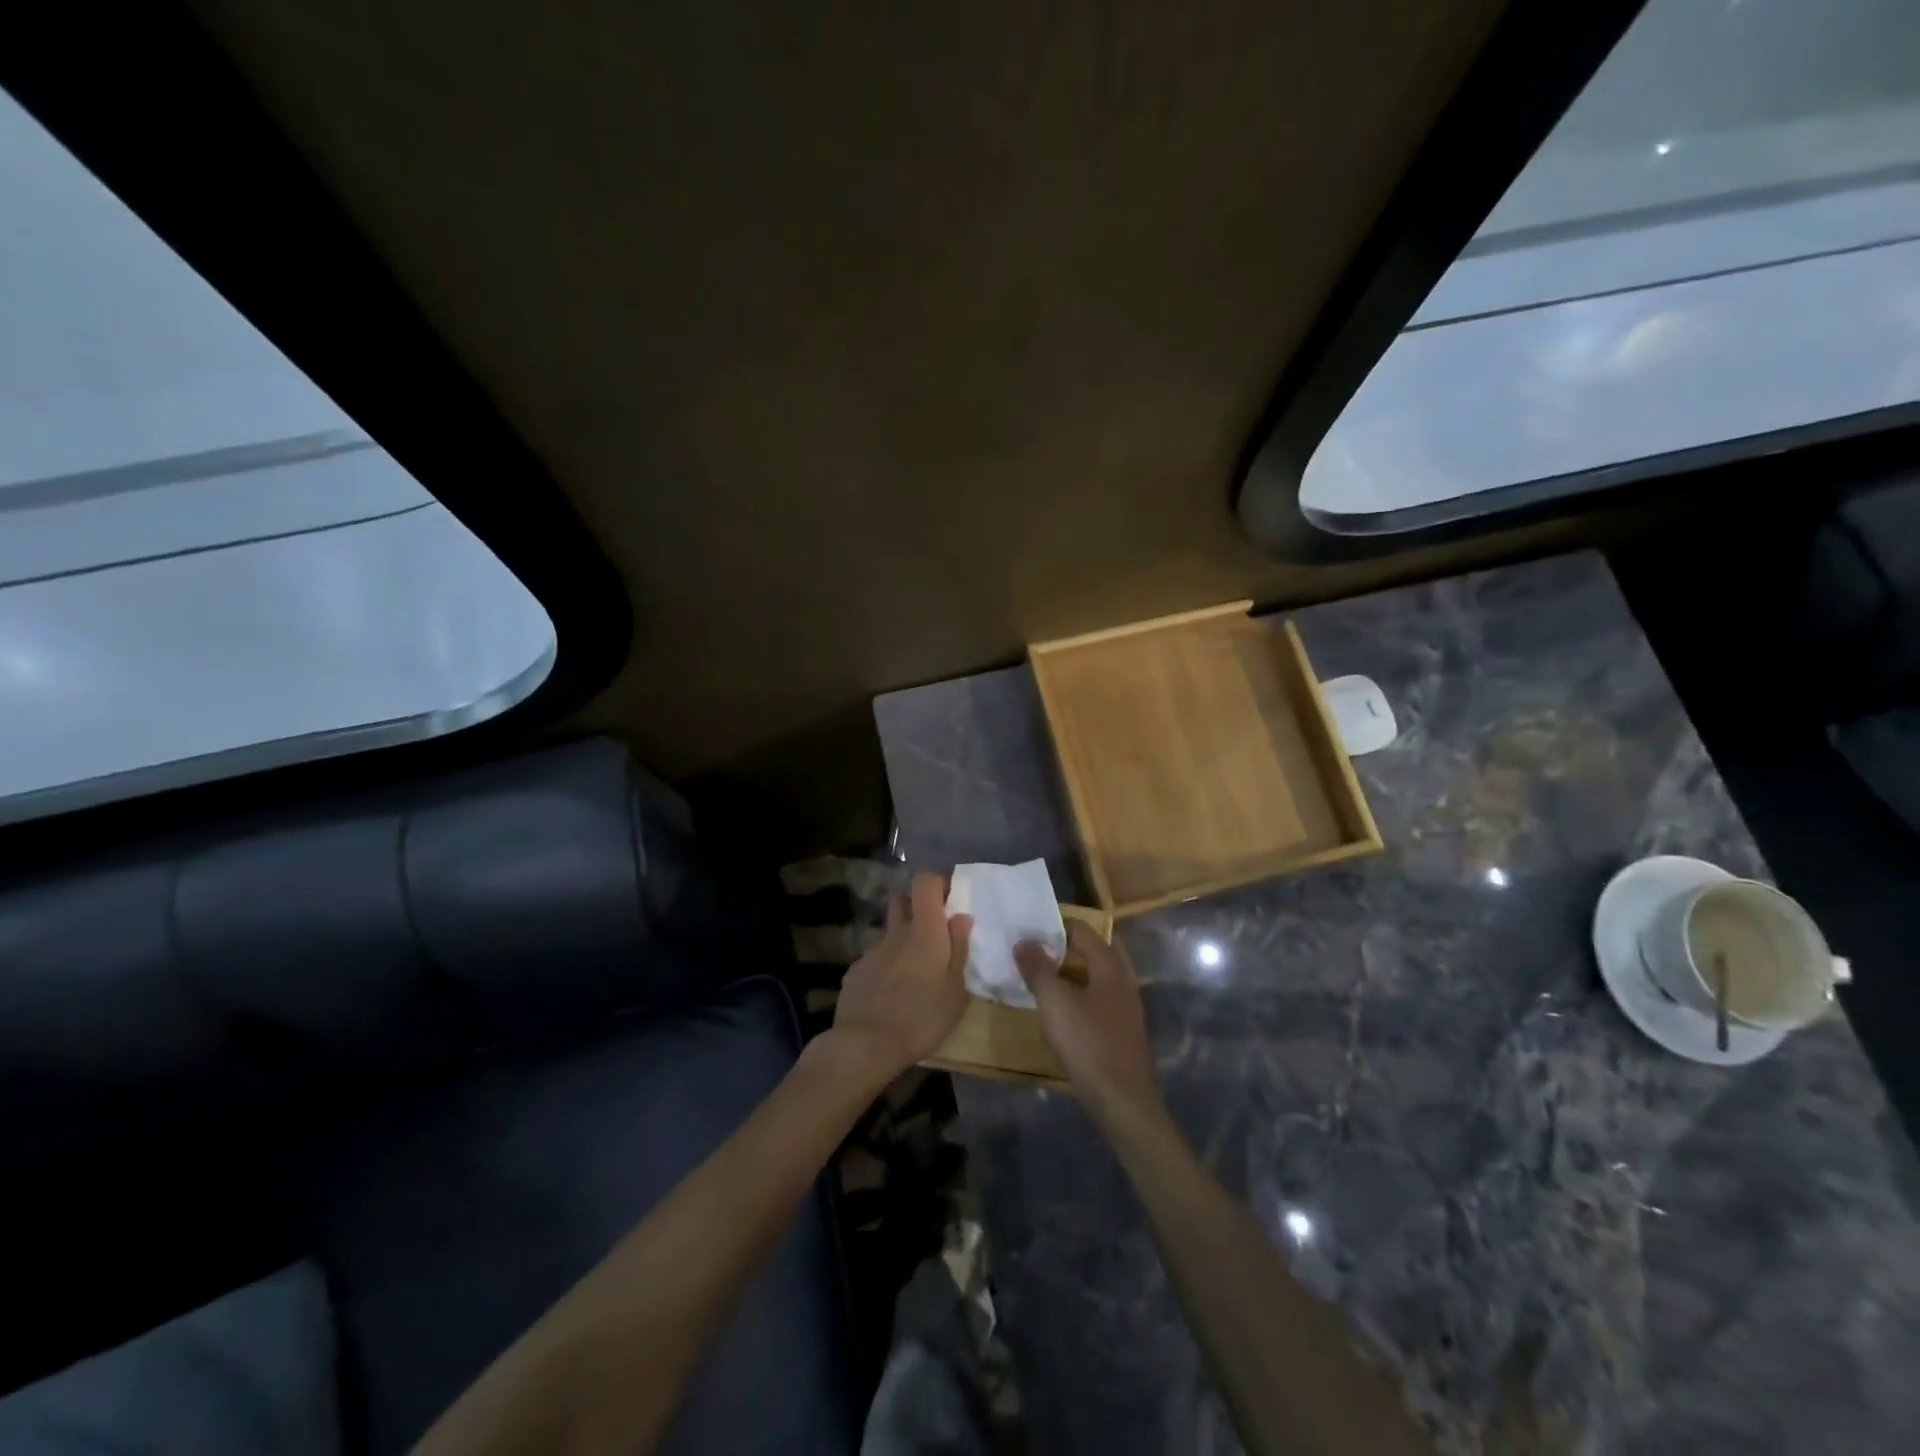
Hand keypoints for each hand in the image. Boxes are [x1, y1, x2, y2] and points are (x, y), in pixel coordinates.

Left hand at [829, 872, 971, 1084]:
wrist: (866, 1044)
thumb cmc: (922, 1017)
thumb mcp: (956, 990)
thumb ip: (959, 949)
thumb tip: (960, 917)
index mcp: (925, 930)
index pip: (925, 882)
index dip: (937, 884)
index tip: (948, 901)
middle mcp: (896, 932)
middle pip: (902, 899)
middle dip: (916, 906)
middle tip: (932, 933)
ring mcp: (872, 950)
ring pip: (890, 933)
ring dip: (902, 942)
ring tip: (913, 974)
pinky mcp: (855, 971)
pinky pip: (876, 959)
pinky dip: (886, 968)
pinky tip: (890, 995)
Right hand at [1015, 921, 1161, 1120]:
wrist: (1122, 1099)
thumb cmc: (1088, 1043)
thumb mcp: (1054, 1002)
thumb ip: (1038, 969)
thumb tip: (1023, 941)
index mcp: (1109, 964)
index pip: (1083, 929)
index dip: (1055, 926)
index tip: (1028, 930)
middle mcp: (1123, 978)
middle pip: (1095, 949)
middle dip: (1067, 947)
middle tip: (1037, 952)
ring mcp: (1127, 1004)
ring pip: (1099, 974)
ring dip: (1074, 971)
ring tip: (1045, 977)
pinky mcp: (1124, 1028)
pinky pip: (1100, 997)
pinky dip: (1082, 993)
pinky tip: (1064, 1009)